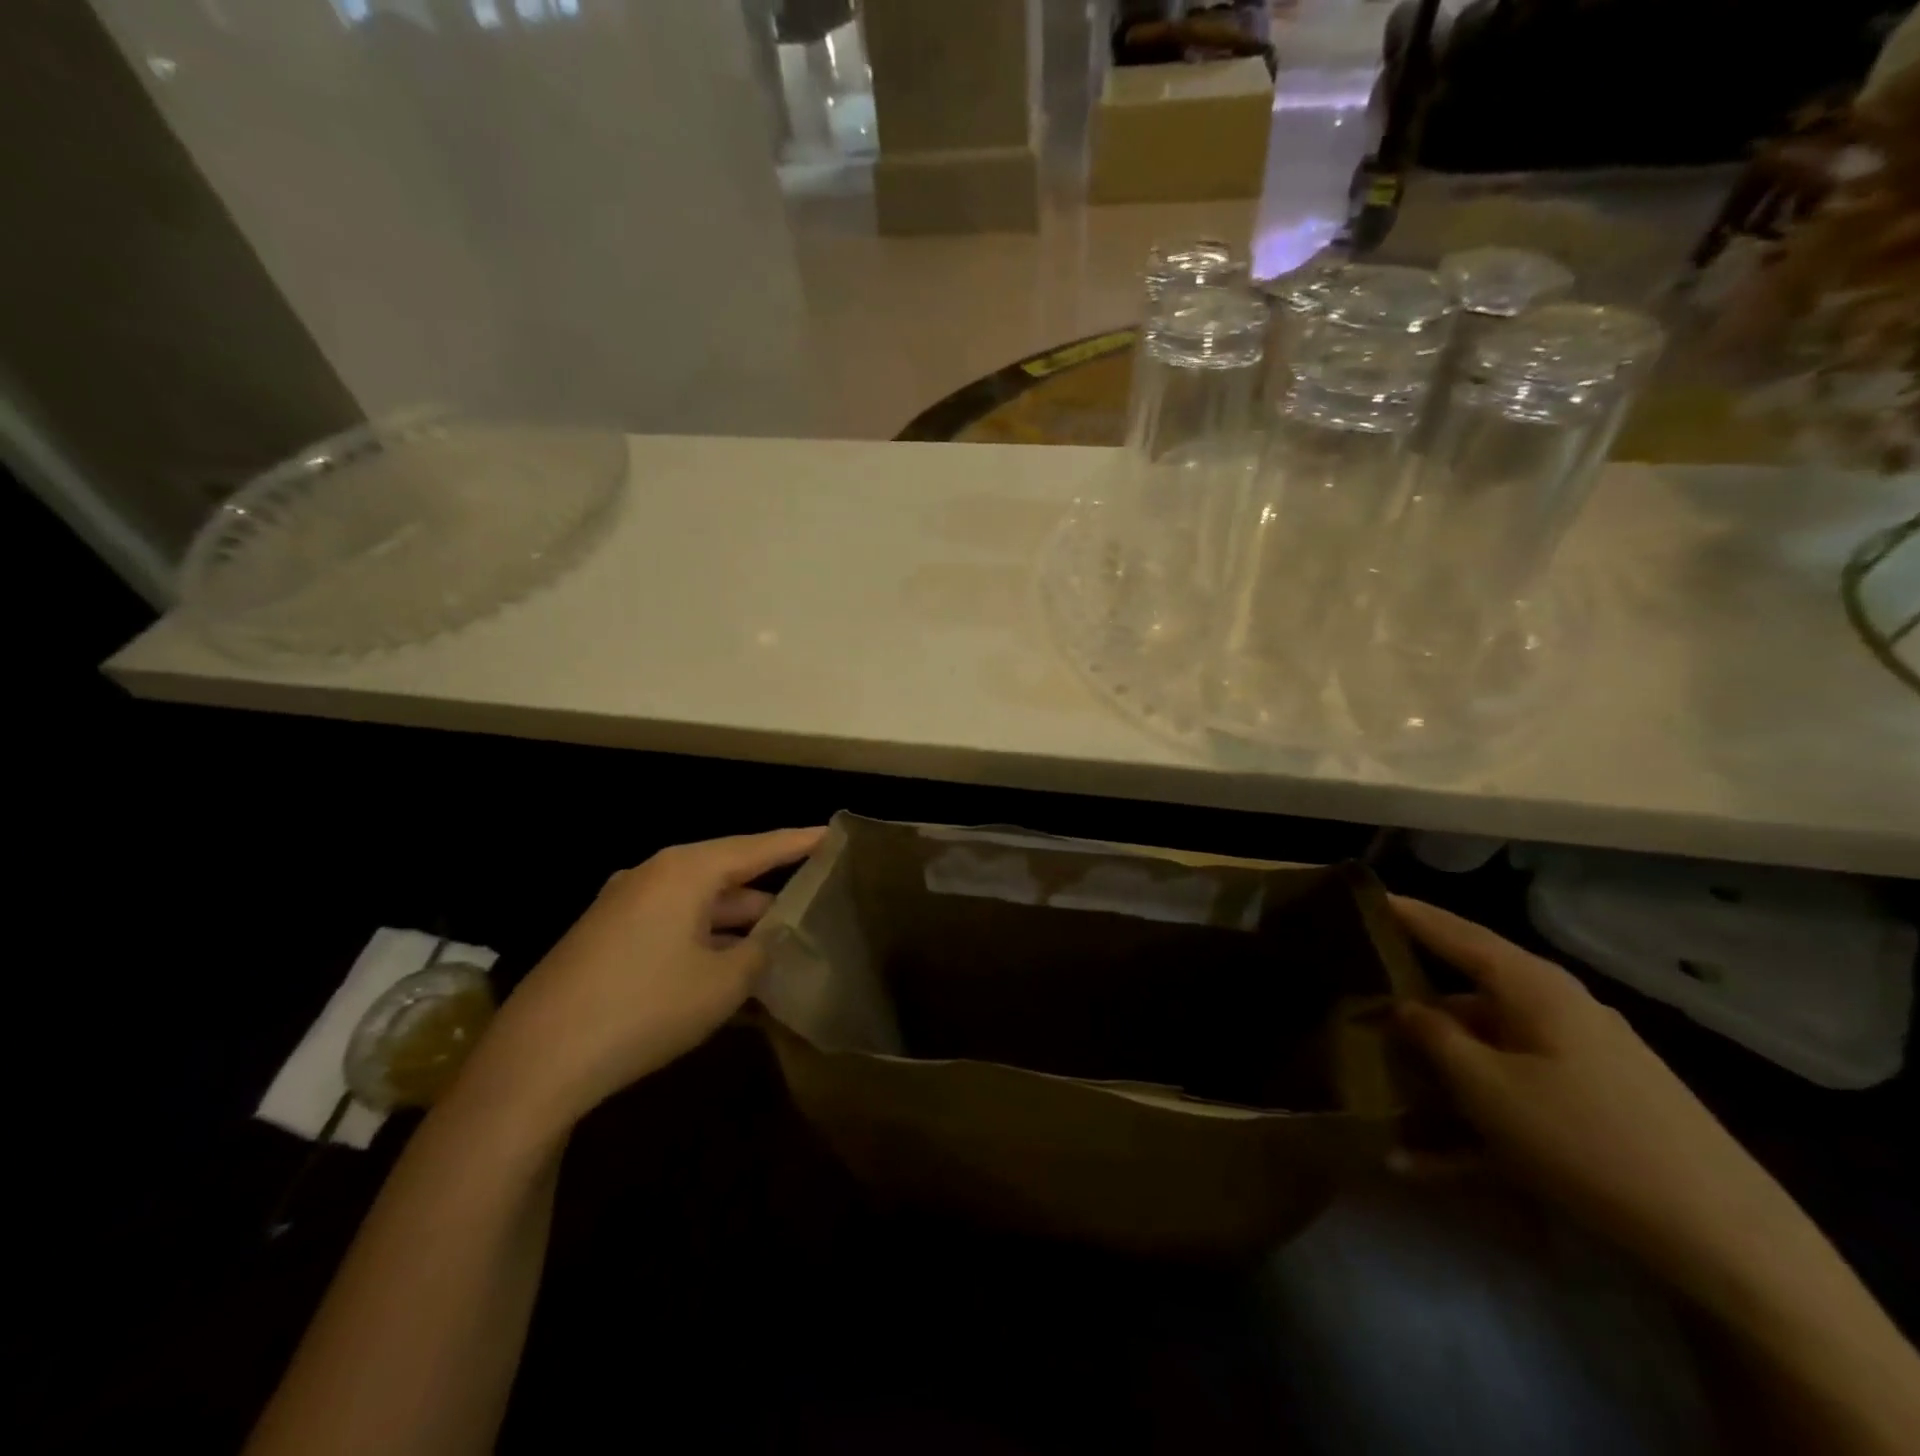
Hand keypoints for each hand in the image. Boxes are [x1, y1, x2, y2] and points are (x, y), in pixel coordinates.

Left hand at [464, 828, 825, 1135]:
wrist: (535, 1061)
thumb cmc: (645, 1008)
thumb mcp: (723, 983)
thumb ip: (761, 952)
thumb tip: (772, 939)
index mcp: (685, 871)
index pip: (758, 847)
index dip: (799, 842)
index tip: (833, 834)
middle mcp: (653, 875)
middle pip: (727, 874)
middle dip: (769, 894)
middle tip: (813, 904)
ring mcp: (623, 906)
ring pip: (699, 905)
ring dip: (737, 926)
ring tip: (778, 950)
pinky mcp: (606, 938)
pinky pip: (671, 927)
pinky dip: (704, 943)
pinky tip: (727, 975)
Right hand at [1390, 896, 1803, 1281]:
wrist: (1726, 1242)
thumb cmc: (1583, 1138)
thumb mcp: (1486, 1086)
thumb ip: (1433, 1035)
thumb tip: (1402, 1005)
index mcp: (1533, 988)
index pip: (1456, 933)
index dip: (1408, 914)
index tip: (1364, 896)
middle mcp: (1557, 1011)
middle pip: (1467, 994)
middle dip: (1411, 1004)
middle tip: (1356, 1001)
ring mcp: (1579, 1061)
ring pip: (1485, 1052)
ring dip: (1435, 1075)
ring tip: (1380, 1094)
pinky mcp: (1592, 1107)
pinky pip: (1513, 1097)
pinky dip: (1469, 1122)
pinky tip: (1422, 1162)